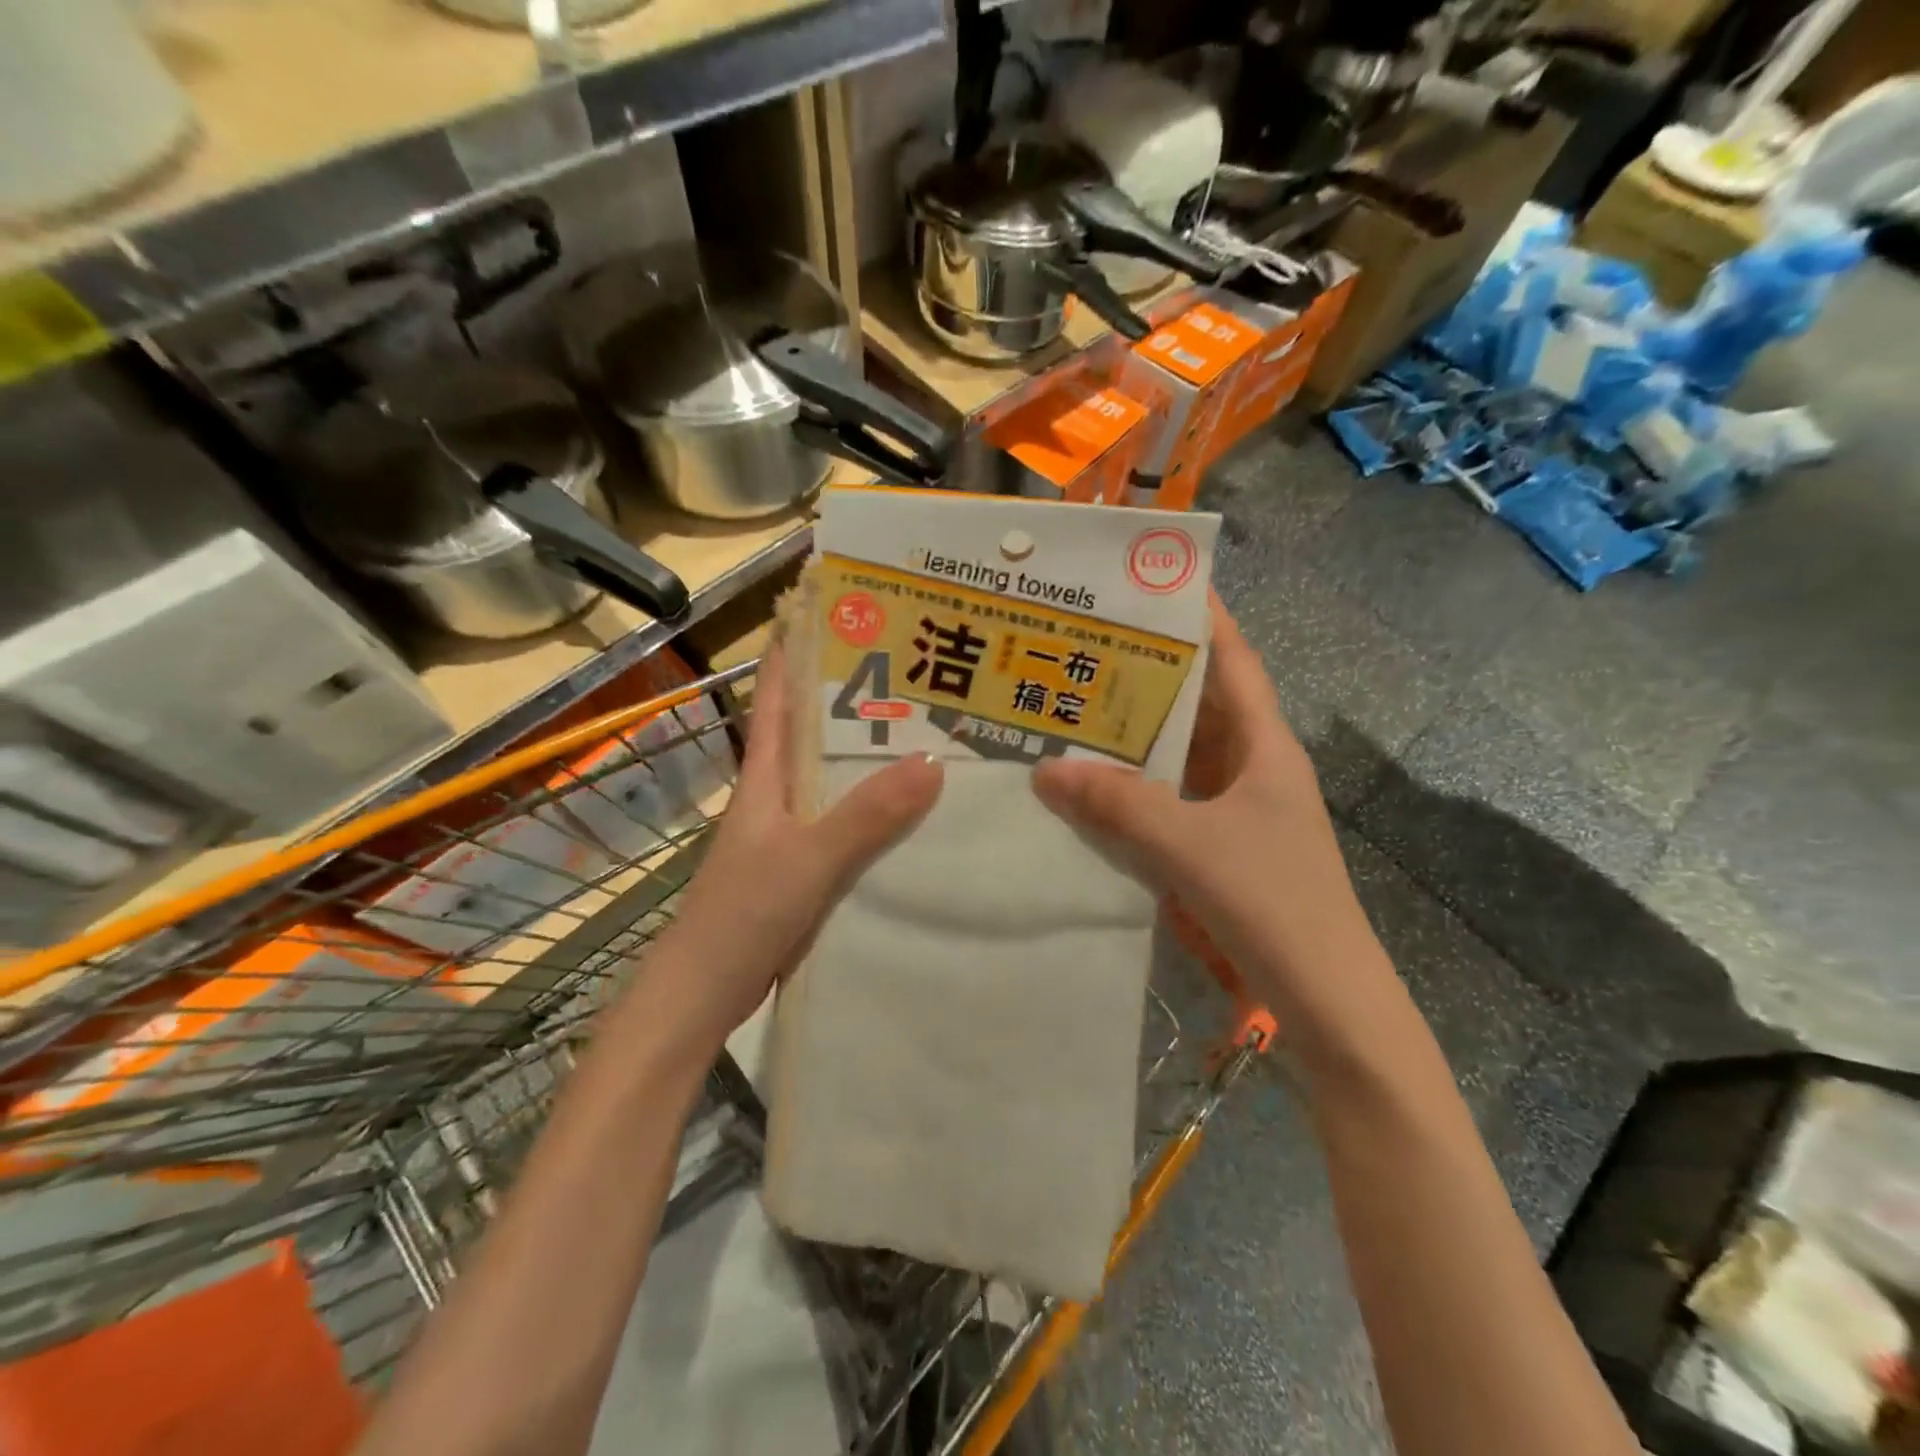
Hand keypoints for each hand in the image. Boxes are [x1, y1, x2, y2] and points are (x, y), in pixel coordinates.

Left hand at [653, 642, 943, 1051]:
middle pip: (816, 733)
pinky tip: (915, 813)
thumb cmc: (742, 914)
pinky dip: (876, 810)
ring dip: (870, 756)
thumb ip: (866, 815)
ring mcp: (789, 835)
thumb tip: (934, 760)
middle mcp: (777, 796)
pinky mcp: (803, 870)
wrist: (703, 994)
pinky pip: (848, 824)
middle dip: (855, 699)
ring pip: (835, 780)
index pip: (780, 697)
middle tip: (913, 671)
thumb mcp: (808, 859)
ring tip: (928, 732)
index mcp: (766, 777)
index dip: (797, 650)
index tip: (834, 612)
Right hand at [1031, 593, 1376, 1023]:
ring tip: (1080, 706)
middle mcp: (1255, 768)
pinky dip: (1139, 787)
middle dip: (1152, 673)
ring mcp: (1241, 810)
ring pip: (1185, 755)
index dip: (1202, 619)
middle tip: (1089, 647)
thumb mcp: (1190, 845)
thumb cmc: (1273, 904)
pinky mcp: (1225, 847)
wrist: (1327, 999)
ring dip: (1141, 734)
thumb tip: (1044, 770)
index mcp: (1266, 748)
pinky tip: (1097, 786)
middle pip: (1202, 704)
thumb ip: (1118, 805)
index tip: (1154, 585)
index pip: (1235, 663)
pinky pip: (1175, 799)